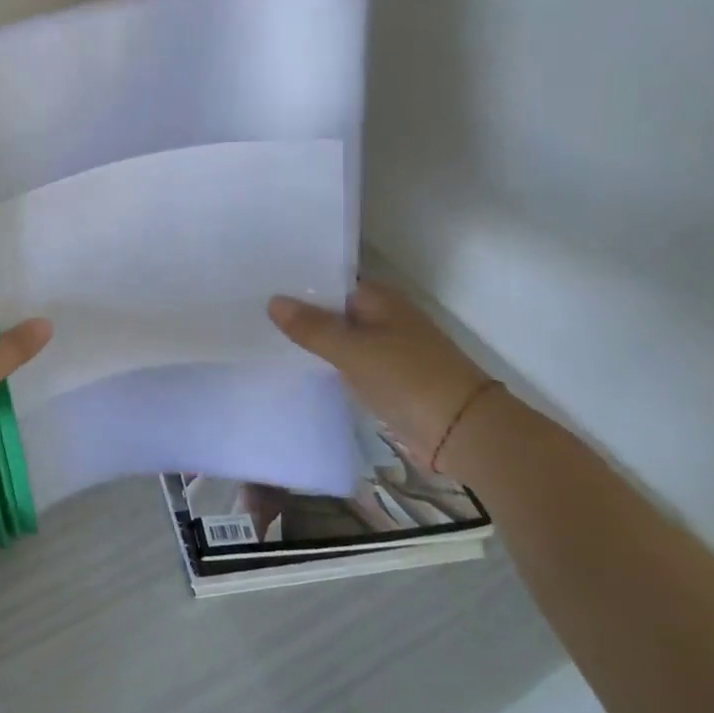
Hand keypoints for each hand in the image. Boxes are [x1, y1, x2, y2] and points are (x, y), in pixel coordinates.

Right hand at [269, 281, 492, 473]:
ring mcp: (386, 348)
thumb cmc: (408, 378)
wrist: (463, 431)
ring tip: (262, 334)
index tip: (259, 282)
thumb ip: (312, 327)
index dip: (297, 281)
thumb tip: (273, 300)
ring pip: (338, 337)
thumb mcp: (353, 350)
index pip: (329, 280)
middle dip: (298, 311)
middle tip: (250, 308)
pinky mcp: (385, 377)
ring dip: (310, 339)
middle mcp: (383, 317)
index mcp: (380, 299)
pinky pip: (346, 362)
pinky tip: (295, 365)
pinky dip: (325, 362)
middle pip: (332, 309)